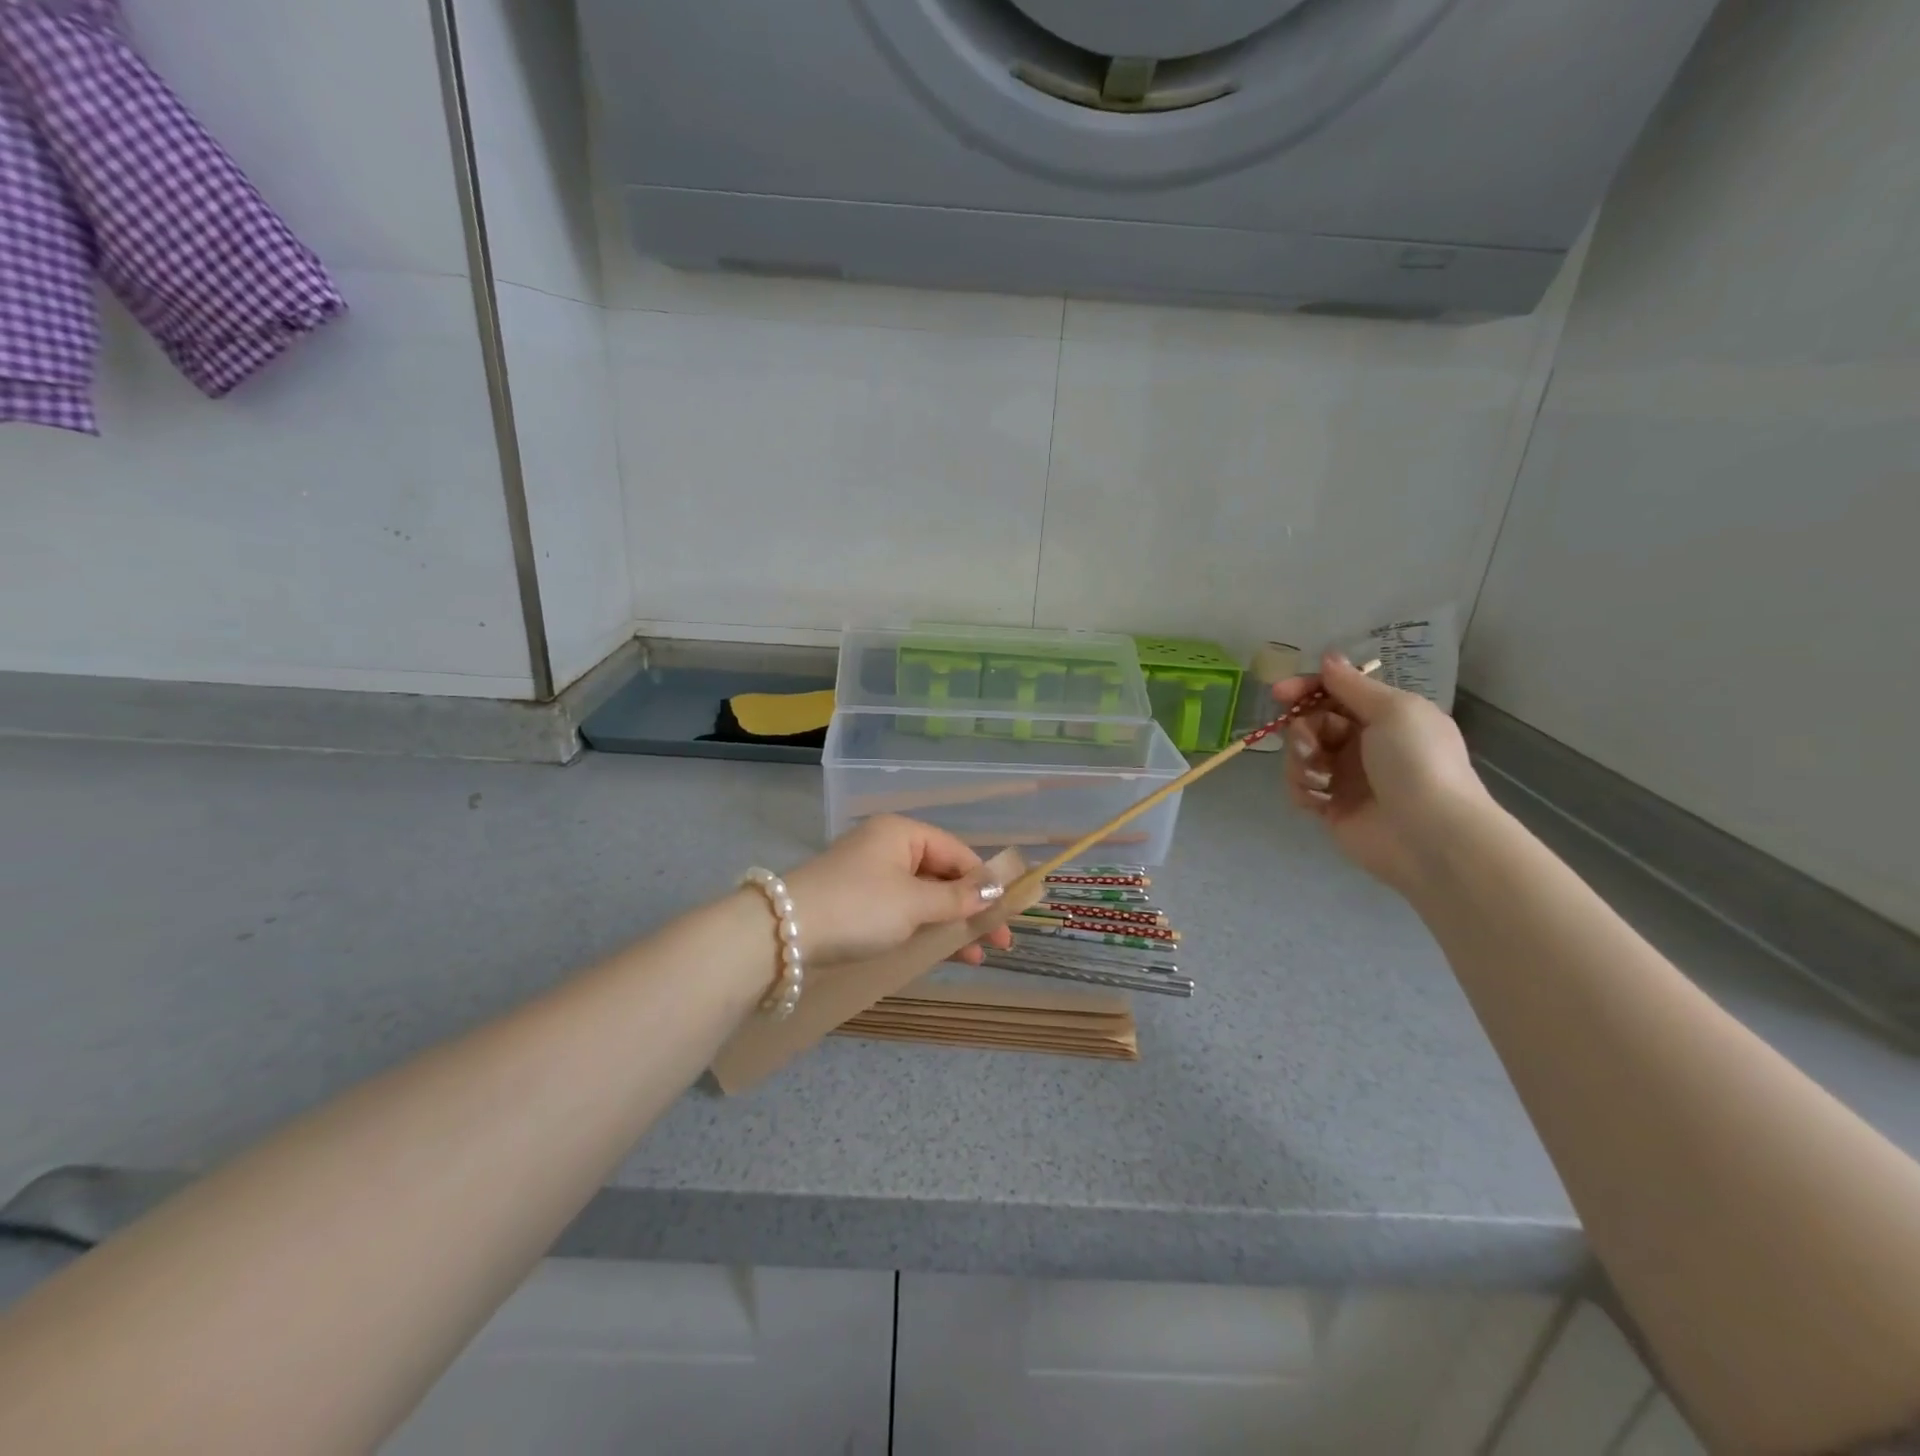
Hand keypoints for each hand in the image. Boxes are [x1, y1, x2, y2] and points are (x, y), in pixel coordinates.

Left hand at [780, 816, 1013, 966]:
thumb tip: (995, 889)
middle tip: (998, 943)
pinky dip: (923, 929)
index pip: (958, 853)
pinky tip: (940, 952)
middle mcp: (887, 847)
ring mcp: (870, 876)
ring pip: (923, 897)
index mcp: (902, 833)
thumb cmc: (858, 908)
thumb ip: (958, 898)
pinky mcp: (856, 903)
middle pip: (942, 875)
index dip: (986, 883)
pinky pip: (902, 911)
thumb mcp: (914, 903)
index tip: (1008, 916)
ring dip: (950, 924)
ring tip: (974, 957)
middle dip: (971, 908)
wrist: (782, 935)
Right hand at [1276, 653, 1492, 893]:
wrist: (1431, 835)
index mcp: (1385, 717)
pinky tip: (1315, 798)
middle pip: (1314, 723)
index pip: (1336, 693)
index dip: (1307, 689)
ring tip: (1317, 777)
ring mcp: (1347, 778)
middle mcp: (1364, 744)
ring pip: (1302, 755)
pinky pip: (1301, 789)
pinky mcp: (1332, 809)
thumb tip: (1329, 657)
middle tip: (1308, 743)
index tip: (1280, 693)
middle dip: (1302, 728)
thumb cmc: (1416, 762)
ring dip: (1299, 759)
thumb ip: (1353, 685)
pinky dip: (1301, 788)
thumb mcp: (1392, 711)